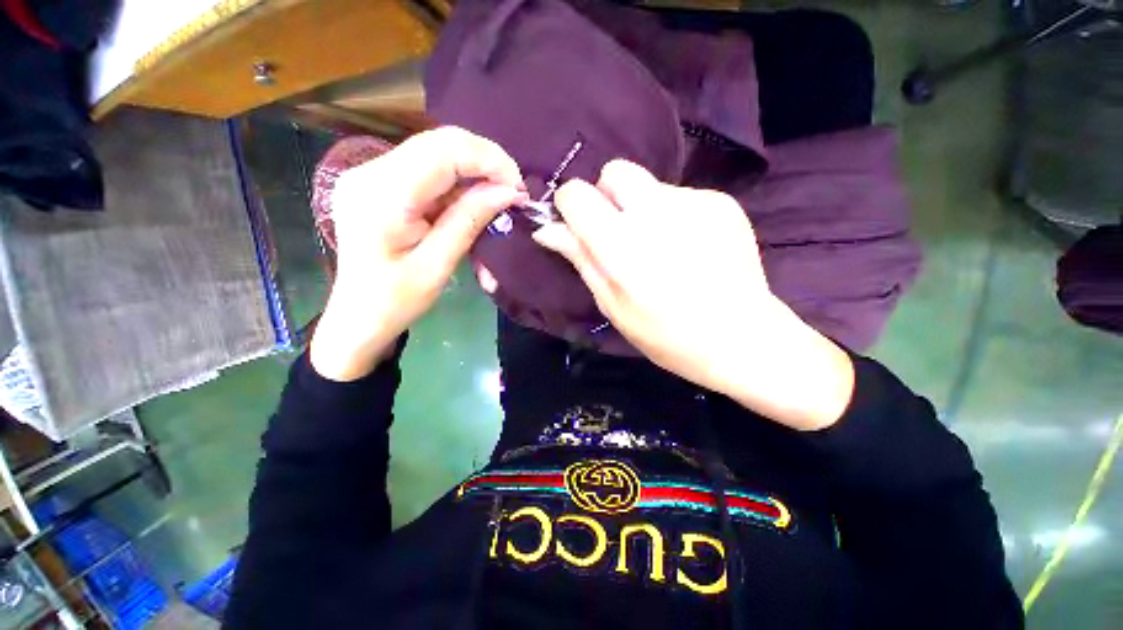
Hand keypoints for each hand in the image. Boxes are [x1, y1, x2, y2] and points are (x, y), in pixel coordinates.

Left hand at [310, 127, 525, 380]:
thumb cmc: (395, 300)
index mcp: (382, 196)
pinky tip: (471, 202)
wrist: (357, 315)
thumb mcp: (438, 266)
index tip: (518, 188)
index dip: (489, 160)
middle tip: (512, 192)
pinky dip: (457, 181)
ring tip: (497, 199)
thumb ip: (469, 221)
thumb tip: (508, 191)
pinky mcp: (378, 181)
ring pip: (435, 152)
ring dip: (473, 172)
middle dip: (485, 162)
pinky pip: (427, 168)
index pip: (443, 151)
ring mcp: (370, 173)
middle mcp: (370, 172)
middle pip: (439, 142)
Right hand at [533, 160, 853, 429]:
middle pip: (615, 171)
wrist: (742, 338)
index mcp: (622, 245)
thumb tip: (547, 229)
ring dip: (642, 209)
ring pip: (649, 185)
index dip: (570, 206)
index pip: (577, 194)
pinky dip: (673, 216)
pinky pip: (680, 197)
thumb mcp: (613, 305)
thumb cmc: (666, 335)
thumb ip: (581, 259)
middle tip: (619, 233)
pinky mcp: (721, 203)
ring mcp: (694, 203)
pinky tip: (688, 248)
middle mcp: (656, 213)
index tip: (577, 226)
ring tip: (660, 247)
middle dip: (606, 196)